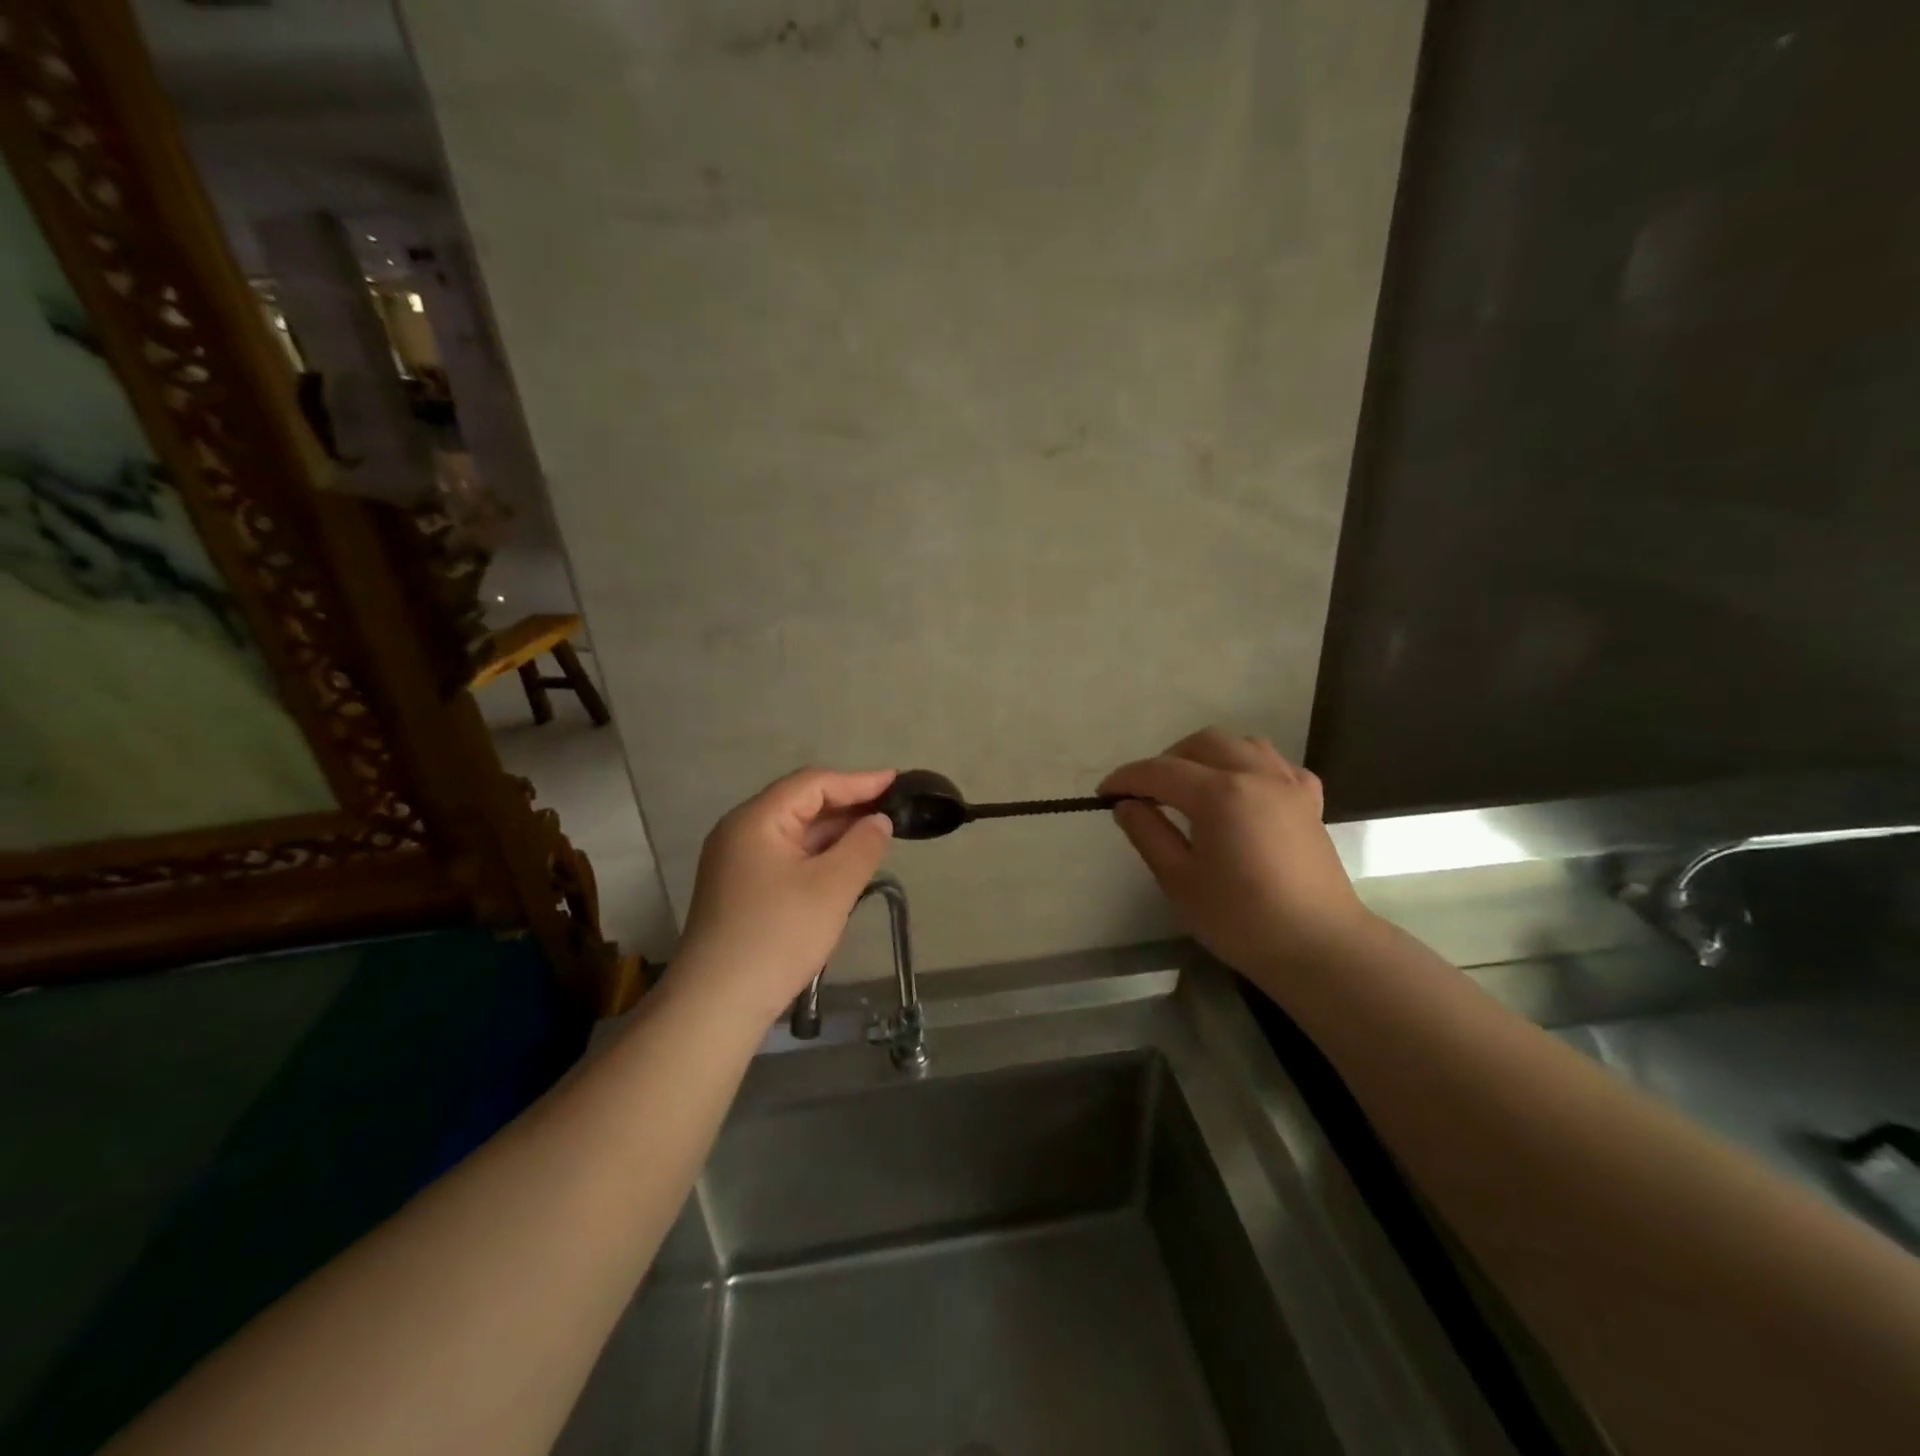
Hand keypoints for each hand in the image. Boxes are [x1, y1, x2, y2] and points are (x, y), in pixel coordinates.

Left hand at [674, 767, 895, 1023]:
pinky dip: (817, 855)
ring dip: (834, 832)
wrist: (717, 1004)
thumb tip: (879, 821)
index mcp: (756, 819)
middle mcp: (740, 831)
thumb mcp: (832, 887)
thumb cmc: (778, 935)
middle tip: (891, 809)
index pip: (813, 784)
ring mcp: (736, 862)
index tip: (897, 782)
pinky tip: (842, 866)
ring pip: (793, 833)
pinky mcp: (739, 889)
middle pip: (800, 803)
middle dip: (847, 805)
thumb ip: (863, 846)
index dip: (858, 781)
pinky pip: (785, 857)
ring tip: (875, 835)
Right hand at [1101, 729, 1371, 985]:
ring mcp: (1288, 784)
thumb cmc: (1241, 919)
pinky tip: (1241, 793)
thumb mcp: (1179, 881)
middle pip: (1201, 744)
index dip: (1126, 778)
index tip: (1103, 793)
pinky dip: (1249, 768)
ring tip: (1190, 787)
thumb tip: (1126, 805)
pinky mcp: (1309, 802)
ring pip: (1241, 745)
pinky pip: (1275, 765)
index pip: (1160, 771)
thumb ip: (1148, 834)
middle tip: (1146, 793)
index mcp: (1219, 794)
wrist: (1318, 946)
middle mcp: (1255, 775)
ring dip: (1207, 756)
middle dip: (1166, 760)